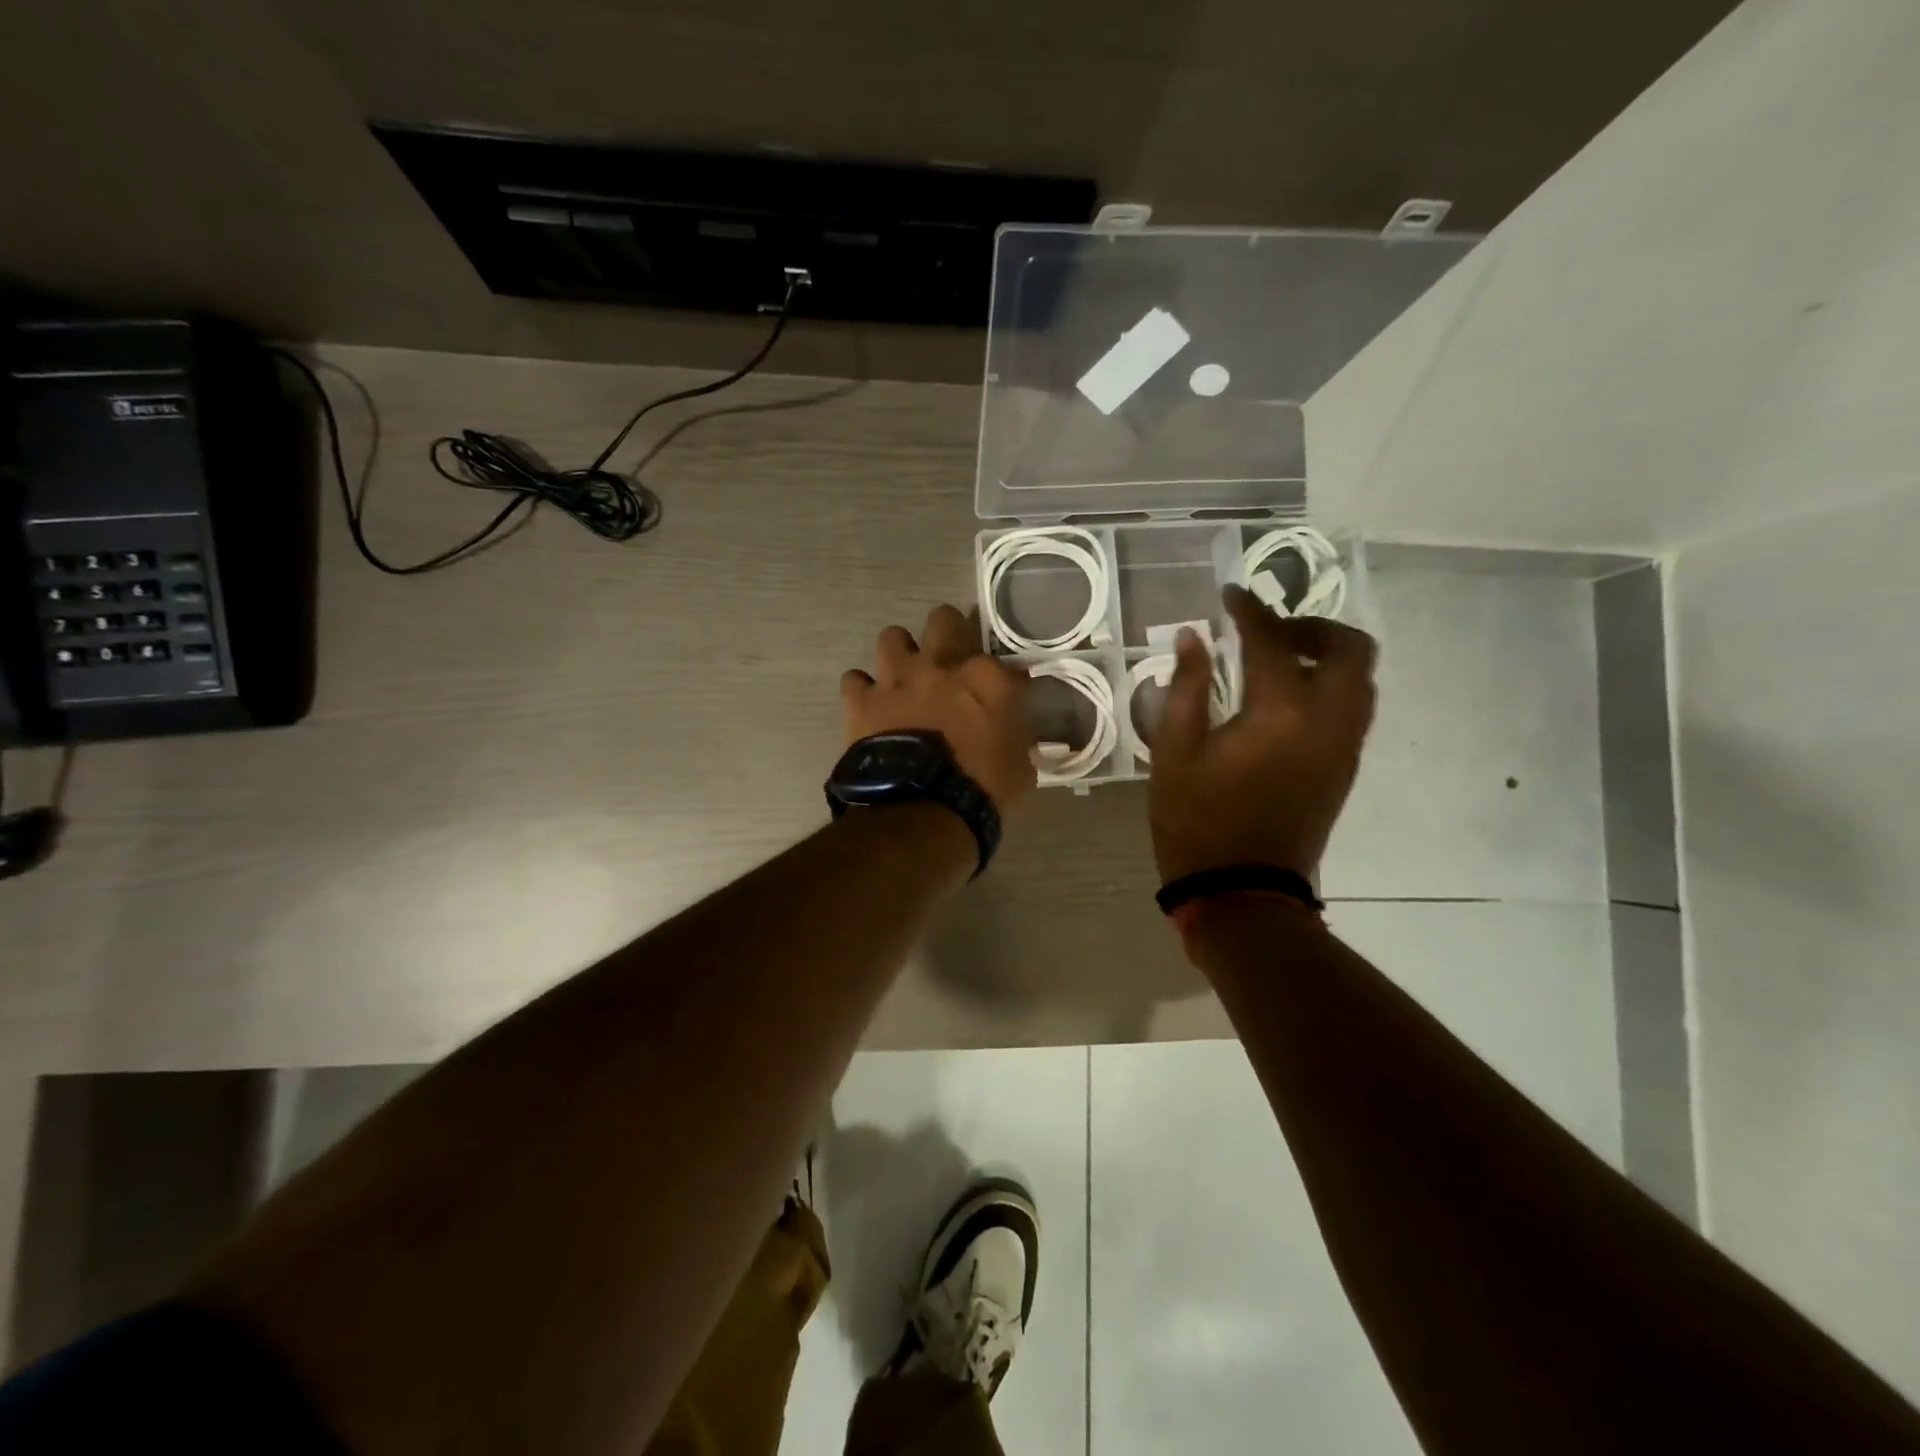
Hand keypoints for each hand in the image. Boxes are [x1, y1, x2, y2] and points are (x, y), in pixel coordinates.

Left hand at [842, 605, 1036, 814]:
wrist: (922, 810)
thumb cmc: (981, 791)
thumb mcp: (1021, 766)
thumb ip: (1018, 737)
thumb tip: (1017, 731)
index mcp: (987, 678)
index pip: (1000, 657)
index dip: (997, 672)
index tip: (999, 688)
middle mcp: (941, 665)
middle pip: (943, 619)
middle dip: (947, 630)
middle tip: (948, 656)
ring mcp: (897, 679)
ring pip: (892, 637)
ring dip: (899, 654)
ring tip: (903, 677)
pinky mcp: (861, 700)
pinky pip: (855, 679)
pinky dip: (862, 690)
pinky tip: (869, 705)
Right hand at [1149, 585, 1377, 882]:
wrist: (1241, 890)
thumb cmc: (1196, 822)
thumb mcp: (1173, 753)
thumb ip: (1185, 688)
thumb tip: (1195, 637)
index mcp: (1279, 713)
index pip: (1273, 640)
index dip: (1250, 611)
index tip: (1230, 595)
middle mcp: (1328, 721)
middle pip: (1349, 649)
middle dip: (1312, 626)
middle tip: (1269, 630)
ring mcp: (1344, 746)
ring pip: (1362, 679)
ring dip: (1328, 655)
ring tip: (1280, 659)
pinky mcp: (1345, 768)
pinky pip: (1355, 708)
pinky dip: (1332, 684)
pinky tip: (1288, 697)